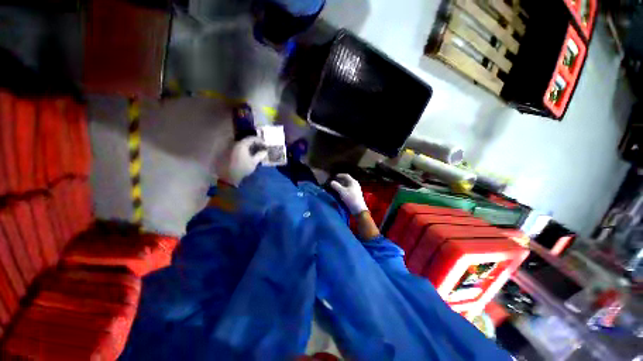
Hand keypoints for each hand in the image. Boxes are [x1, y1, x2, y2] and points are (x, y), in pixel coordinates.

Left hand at [217, 137, 267, 186]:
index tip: (264, 143)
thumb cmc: (242, 169)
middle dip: (253, 142)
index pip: (251, 138)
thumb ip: (260, 155)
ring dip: (248, 146)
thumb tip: (265, 151)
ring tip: (254, 150)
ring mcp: (229, 147)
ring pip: (241, 143)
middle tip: (260, 146)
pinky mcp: (226, 152)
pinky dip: (242, 149)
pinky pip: (236, 147)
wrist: (228, 177)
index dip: (259, 140)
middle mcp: (234, 143)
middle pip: (245, 140)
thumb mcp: (253, 162)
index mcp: (241, 144)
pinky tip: (246, 154)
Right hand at [330, 174, 367, 214]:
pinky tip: (340, 193)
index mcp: (353, 182)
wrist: (358, 209)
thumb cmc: (351, 198)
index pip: (346, 175)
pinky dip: (343, 190)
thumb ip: (336, 186)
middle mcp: (355, 184)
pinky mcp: (355, 195)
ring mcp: (355, 190)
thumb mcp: (342, 191)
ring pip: (347, 185)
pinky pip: (348, 190)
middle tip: (334, 182)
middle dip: (340, 181)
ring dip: (341, 186)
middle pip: (346, 180)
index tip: (334, 176)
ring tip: (335, 188)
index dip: (340, 175)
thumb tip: (331, 182)